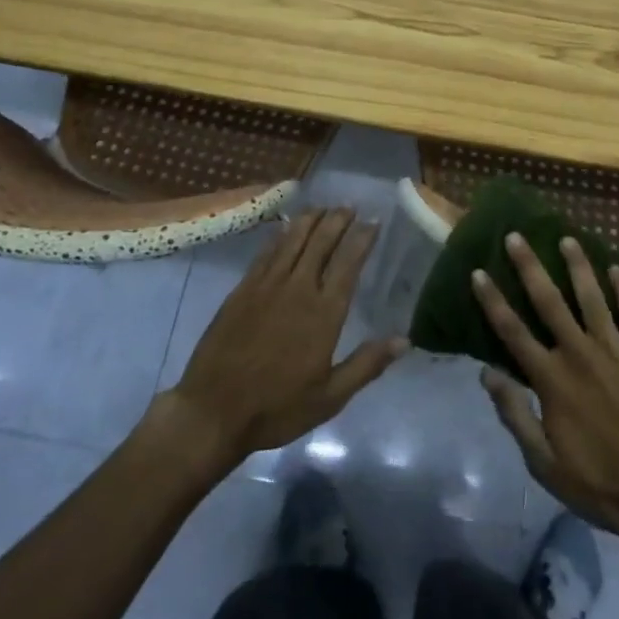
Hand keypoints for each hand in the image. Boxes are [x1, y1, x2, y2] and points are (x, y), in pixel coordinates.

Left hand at [160, 208, 406, 467]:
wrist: (214, 411)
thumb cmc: (277, 408)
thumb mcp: (330, 398)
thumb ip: (367, 365)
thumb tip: (404, 340)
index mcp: (324, 313)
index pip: (348, 264)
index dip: (362, 238)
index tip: (374, 221)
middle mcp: (298, 289)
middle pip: (321, 242)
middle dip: (338, 220)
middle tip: (349, 207)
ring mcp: (267, 285)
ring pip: (293, 239)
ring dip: (310, 219)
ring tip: (323, 207)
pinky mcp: (242, 289)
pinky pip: (266, 252)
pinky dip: (280, 235)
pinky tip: (286, 227)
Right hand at [474, 233, 618, 540]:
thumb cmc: (596, 483)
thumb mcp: (542, 462)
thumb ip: (514, 414)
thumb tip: (487, 373)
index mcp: (552, 379)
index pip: (513, 331)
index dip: (493, 300)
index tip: (479, 272)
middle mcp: (580, 354)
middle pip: (549, 301)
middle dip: (530, 267)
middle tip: (516, 236)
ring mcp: (616, 352)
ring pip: (593, 297)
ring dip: (578, 266)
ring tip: (567, 238)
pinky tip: (617, 268)